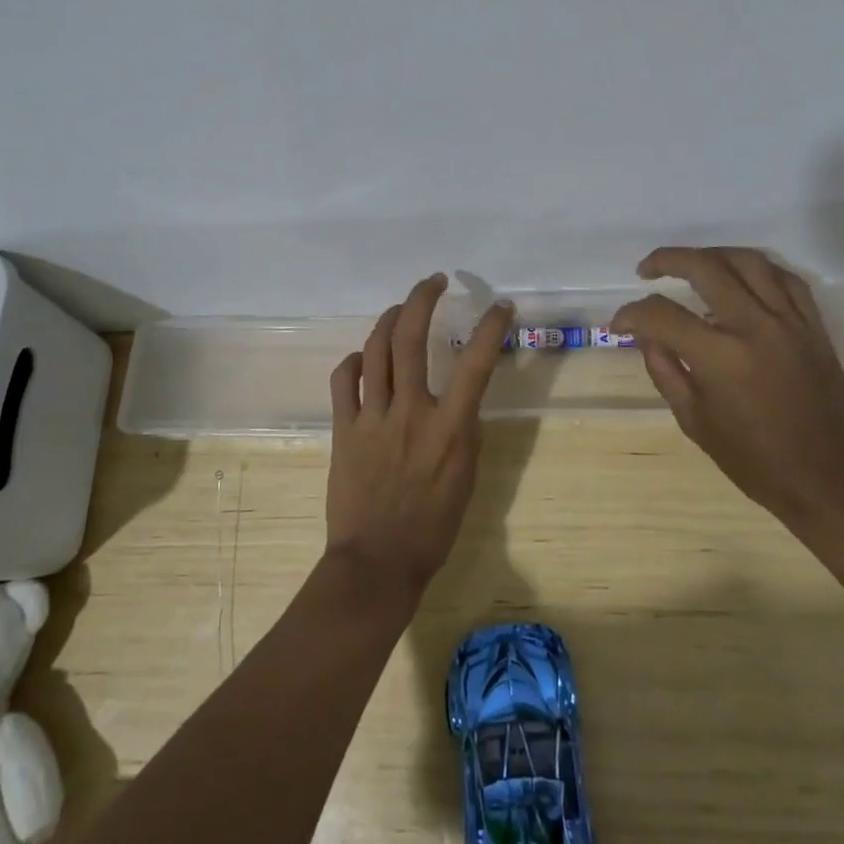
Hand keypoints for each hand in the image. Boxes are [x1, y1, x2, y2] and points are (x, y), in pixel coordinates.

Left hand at [325, 273, 513, 594]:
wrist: (377, 562)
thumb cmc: (432, 527)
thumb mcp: (466, 478)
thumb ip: (463, 432)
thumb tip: (457, 402)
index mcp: (449, 428)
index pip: (475, 364)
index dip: (490, 328)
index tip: (500, 306)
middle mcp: (410, 412)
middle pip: (411, 338)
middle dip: (422, 299)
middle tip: (433, 281)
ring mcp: (372, 418)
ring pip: (376, 349)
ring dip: (390, 319)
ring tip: (400, 308)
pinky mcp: (343, 429)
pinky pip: (344, 380)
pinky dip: (355, 361)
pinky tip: (364, 358)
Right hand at [611, 247, 843, 523]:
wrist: (830, 478)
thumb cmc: (756, 460)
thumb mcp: (695, 421)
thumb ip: (665, 370)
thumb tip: (646, 335)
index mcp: (720, 357)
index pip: (662, 315)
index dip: (632, 314)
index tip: (620, 323)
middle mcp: (754, 327)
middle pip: (705, 267)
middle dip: (667, 261)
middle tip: (647, 270)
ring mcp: (789, 321)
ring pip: (748, 261)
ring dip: (712, 255)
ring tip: (692, 264)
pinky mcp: (813, 326)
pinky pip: (786, 278)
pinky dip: (757, 269)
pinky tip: (741, 277)